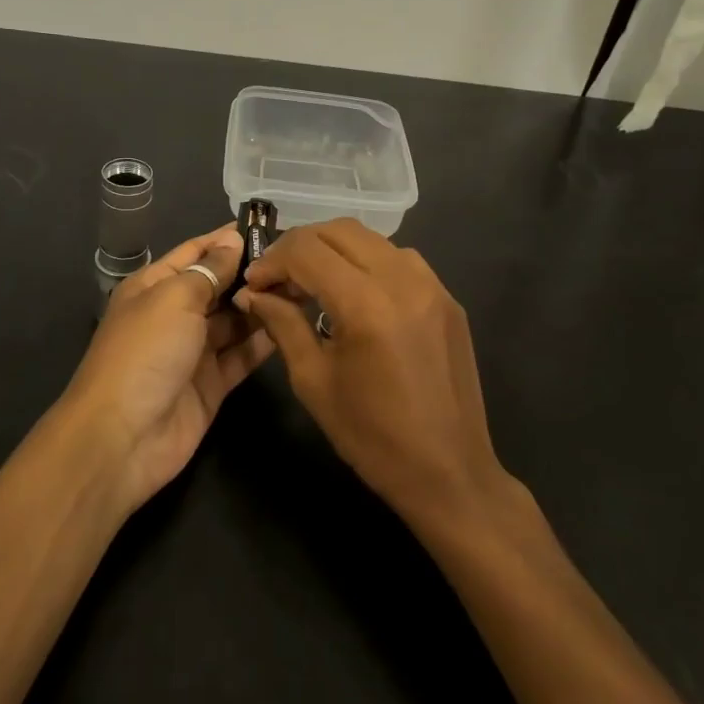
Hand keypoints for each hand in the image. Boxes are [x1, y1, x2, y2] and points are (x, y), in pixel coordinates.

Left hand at [61, 225, 273, 512]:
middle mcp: (174, 314)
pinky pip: (242, 355)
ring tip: (302, 287)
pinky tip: (294, 323)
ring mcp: (194, 351)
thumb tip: (233, 241)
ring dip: (262, 305)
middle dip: (251, 273)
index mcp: (154, 286)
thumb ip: (209, 270)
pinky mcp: (212, 384)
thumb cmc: (144, 352)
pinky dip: (264, 341)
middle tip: (297, 261)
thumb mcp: (174, 298)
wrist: (123, 438)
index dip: (227, 239)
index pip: (195, 252)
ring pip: (234, 321)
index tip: (268, 226)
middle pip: (218, 286)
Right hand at [236, 219, 510, 528]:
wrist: (449, 473)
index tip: (255, 283)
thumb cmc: (372, 436)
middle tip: (279, 278)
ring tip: (314, 285)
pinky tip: (356, 295)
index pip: (307, 250)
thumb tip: (253, 293)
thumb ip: (283, 324)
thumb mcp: (314, 381)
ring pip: (372, 239)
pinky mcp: (448, 299)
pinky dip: (368, 263)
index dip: (273, 260)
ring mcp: (433, 286)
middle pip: (340, 230)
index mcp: (366, 304)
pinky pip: (401, 260)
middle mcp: (403, 280)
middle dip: (301, 246)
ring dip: (335, 250)